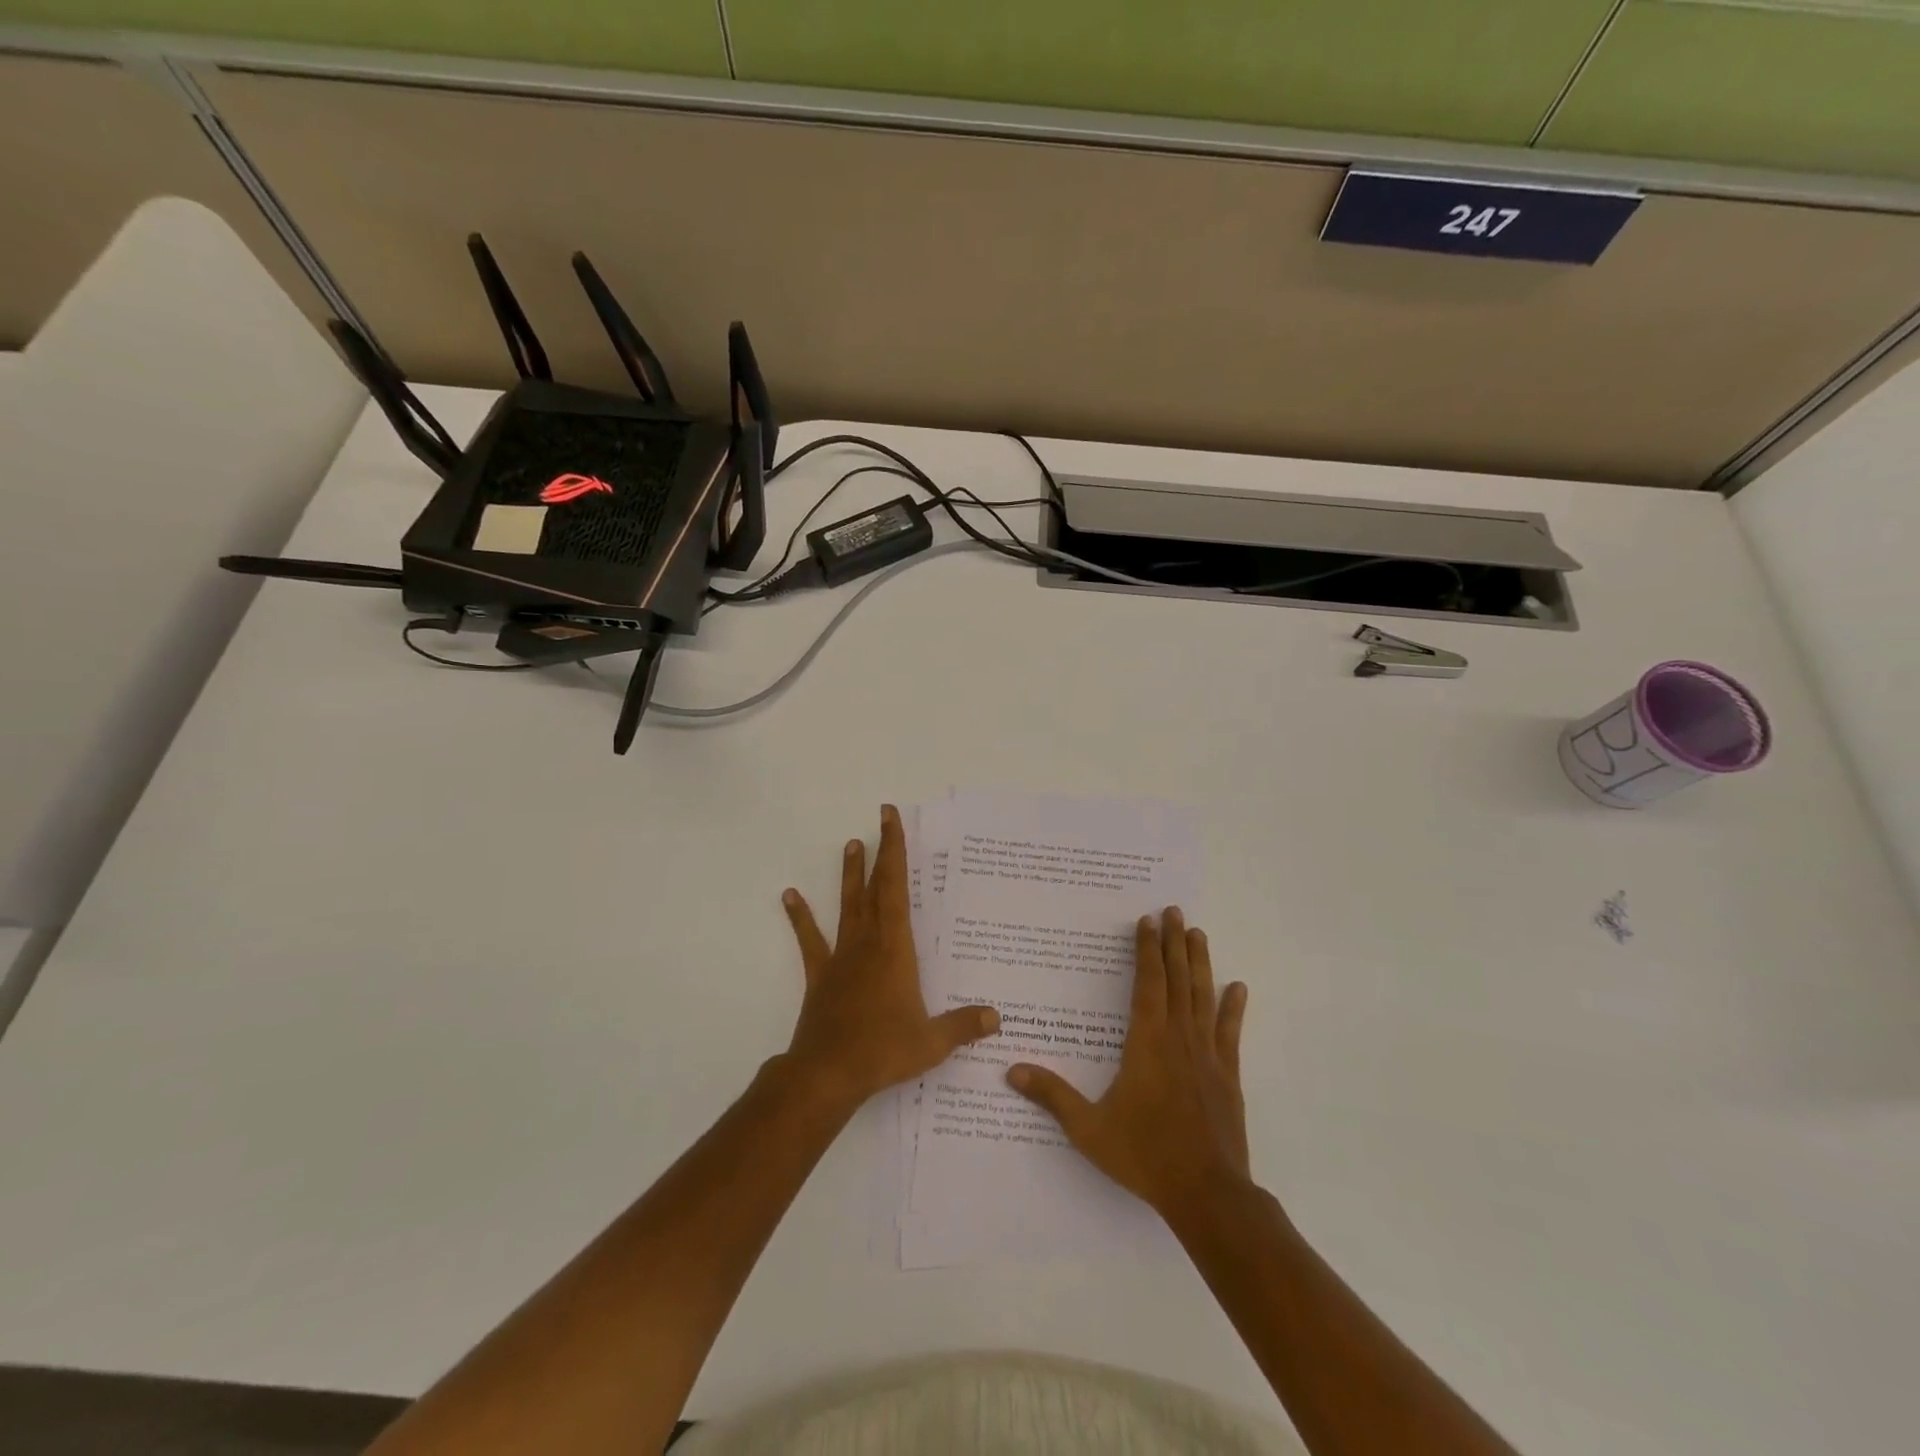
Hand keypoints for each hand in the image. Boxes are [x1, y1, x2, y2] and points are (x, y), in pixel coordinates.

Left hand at [780, 805, 999, 1112]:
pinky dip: (800, 917)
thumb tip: (996, 1017)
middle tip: (881, 818)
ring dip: (850, 875)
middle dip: (882, 852)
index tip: (891, 819)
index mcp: (896, 949)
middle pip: (876, 888)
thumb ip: (963, 1026)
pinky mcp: (821, 975)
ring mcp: (841, 957)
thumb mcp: (932, 1042)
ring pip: (848, 906)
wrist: (828, 1074)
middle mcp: (868, 943)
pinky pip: (811, 940)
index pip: (898, 889)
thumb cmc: (883, 1051)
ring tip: (850, 844)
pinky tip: (789, 895)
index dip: (896, 852)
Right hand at [1007, 907, 1250, 1218]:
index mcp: (1146, 1043)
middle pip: (1176, 980)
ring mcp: (1207, 1055)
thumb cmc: (1144, 1155)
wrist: (1206, 1193)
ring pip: (1203, 996)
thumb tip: (1011, 1070)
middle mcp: (1178, 1038)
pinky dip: (1233, 1008)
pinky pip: (1230, 1032)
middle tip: (1174, 910)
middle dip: (1173, 943)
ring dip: (1200, 963)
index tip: (1146, 922)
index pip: (1147, 984)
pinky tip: (1238, 987)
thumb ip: (1052, 1096)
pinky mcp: (1227, 1075)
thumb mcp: (1089, 1129)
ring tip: (1198, 933)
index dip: (1146, 951)